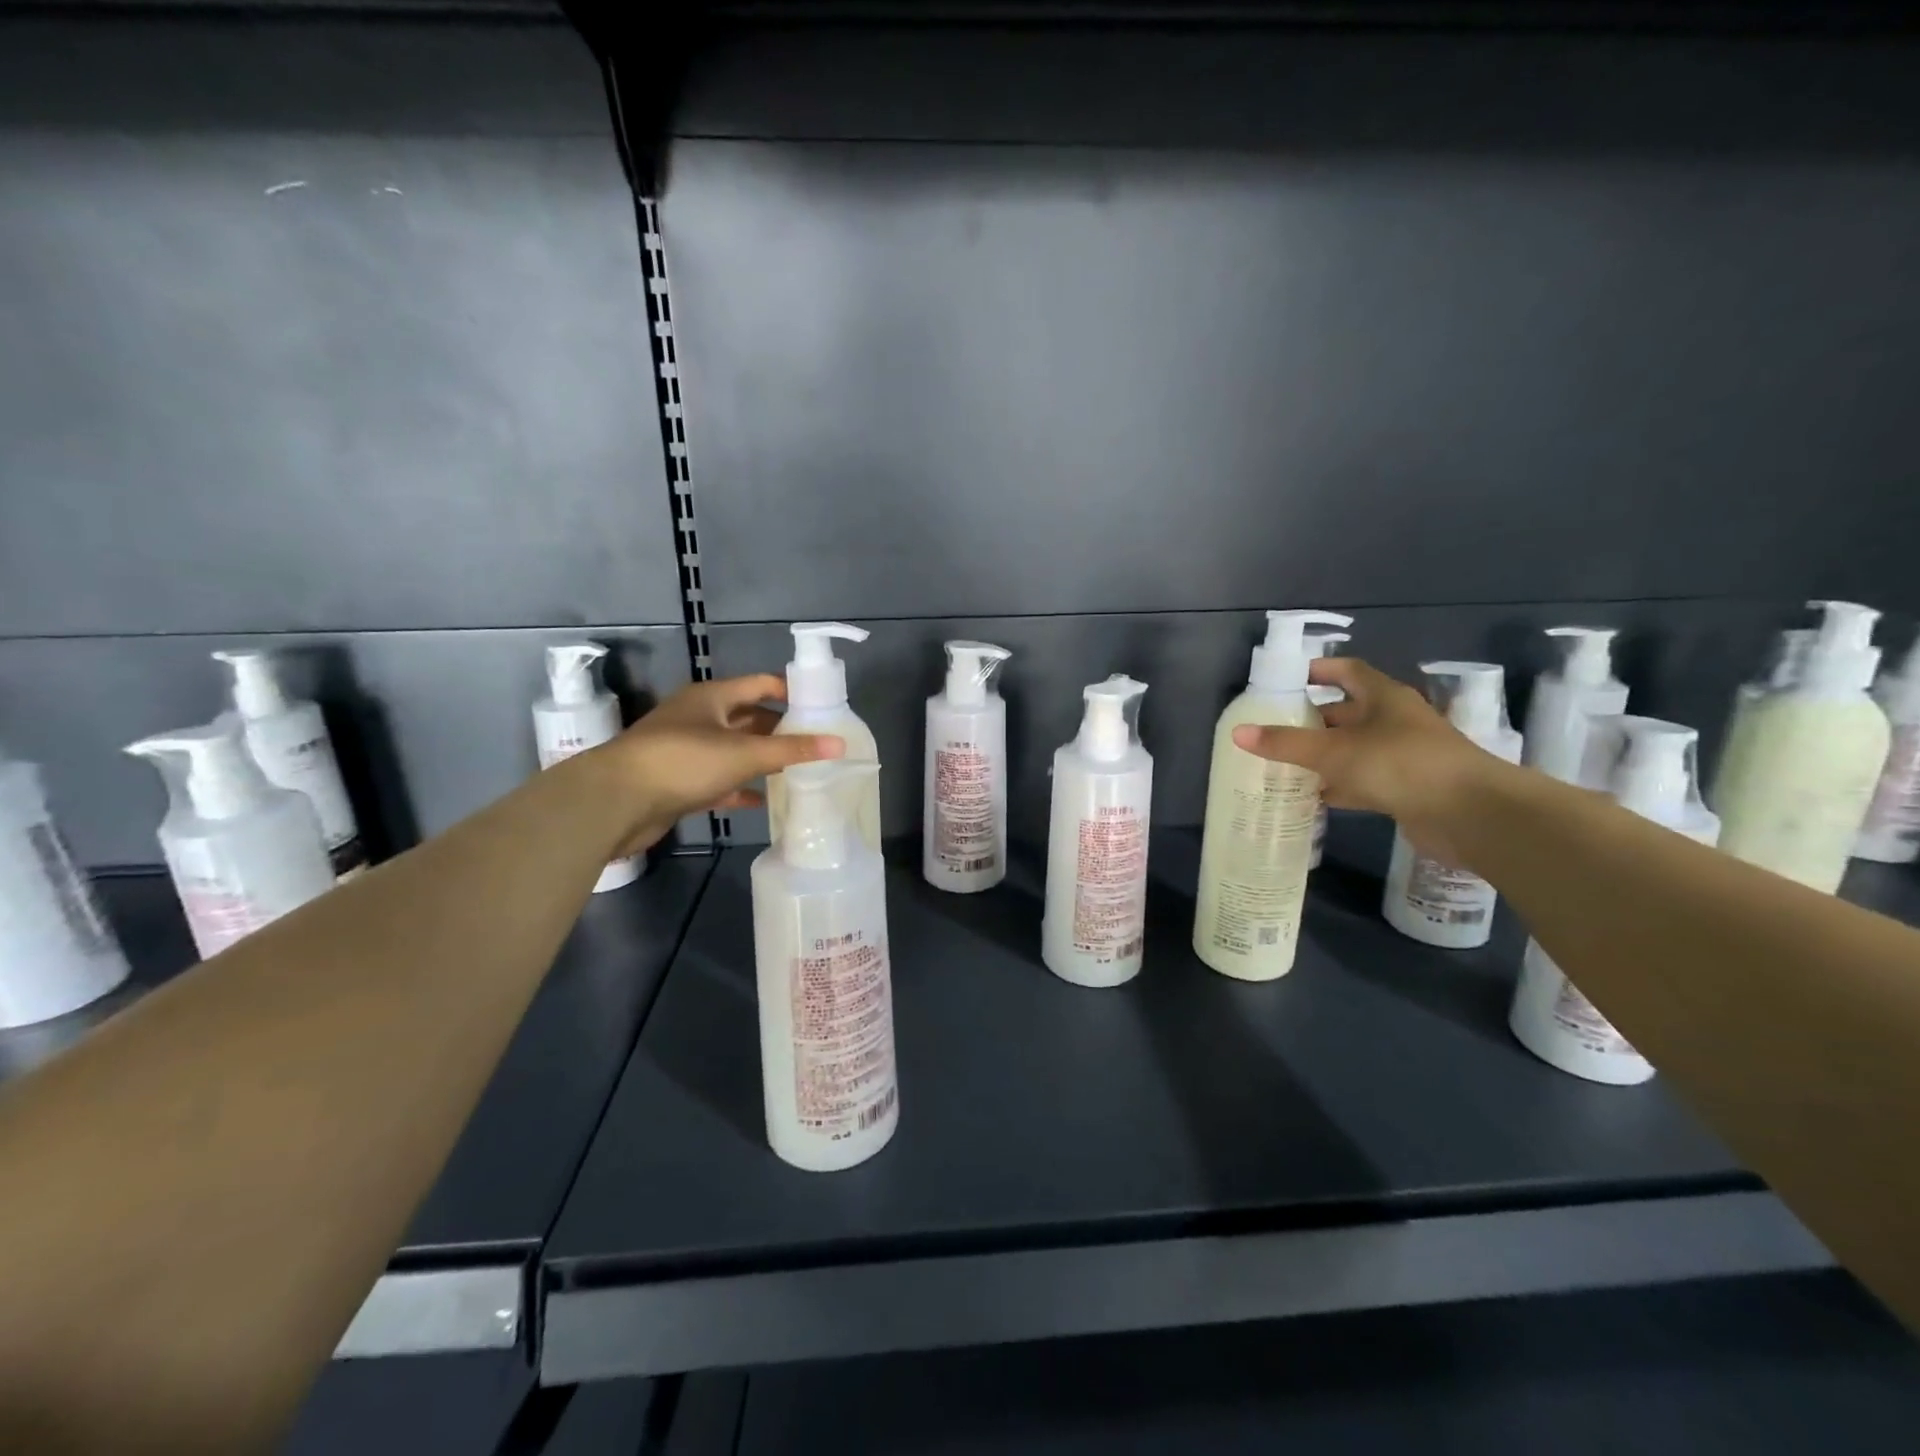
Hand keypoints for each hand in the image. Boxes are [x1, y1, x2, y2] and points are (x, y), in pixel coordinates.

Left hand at [590, 674, 843, 856]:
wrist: (615, 802)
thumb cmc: (682, 761)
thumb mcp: (744, 753)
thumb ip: (792, 750)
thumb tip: (840, 744)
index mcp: (712, 697)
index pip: (760, 685)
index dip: (790, 693)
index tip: (822, 707)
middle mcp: (699, 718)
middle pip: (748, 718)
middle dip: (780, 730)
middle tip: (816, 744)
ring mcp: (686, 750)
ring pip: (734, 750)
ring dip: (762, 760)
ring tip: (798, 771)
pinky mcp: (678, 782)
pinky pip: (719, 780)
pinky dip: (740, 787)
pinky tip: (763, 800)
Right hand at [1231, 658, 1503, 864]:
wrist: (1471, 814)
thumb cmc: (1402, 765)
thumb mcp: (1336, 751)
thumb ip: (1286, 744)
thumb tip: (1238, 733)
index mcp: (1383, 698)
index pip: (1347, 672)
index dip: (1317, 671)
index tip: (1286, 680)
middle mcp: (1394, 721)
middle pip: (1346, 712)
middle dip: (1311, 719)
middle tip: (1272, 728)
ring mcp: (1402, 756)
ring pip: (1352, 749)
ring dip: (1322, 756)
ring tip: (1281, 763)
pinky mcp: (1405, 789)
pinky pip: (1361, 781)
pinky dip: (1337, 786)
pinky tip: (1311, 796)